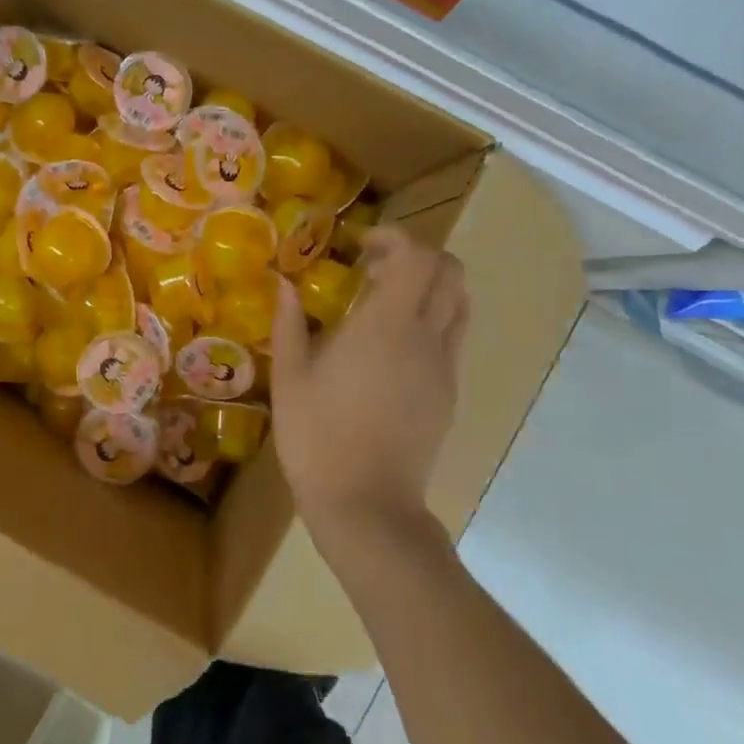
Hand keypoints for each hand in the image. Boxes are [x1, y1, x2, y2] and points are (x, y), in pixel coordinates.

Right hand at [270, 226, 468, 538]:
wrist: (367, 506)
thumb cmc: (317, 438)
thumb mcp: (290, 378)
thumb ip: (289, 323)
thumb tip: (284, 282)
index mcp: (385, 327)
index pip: (416, 257)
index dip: (394, 237)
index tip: (362, 245)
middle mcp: (425, 338)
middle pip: (450, 272)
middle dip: (417, 255)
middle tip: (374, 269)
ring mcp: (444, 366)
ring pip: (460, 303)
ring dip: (431, 285)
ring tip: (388, 301)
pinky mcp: (450, 392)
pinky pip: (453, 337)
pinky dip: (433, 318)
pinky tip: (394, 345)